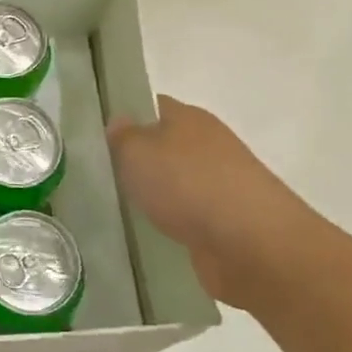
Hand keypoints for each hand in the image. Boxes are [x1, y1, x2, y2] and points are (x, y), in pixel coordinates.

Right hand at [106, 96, 319, 310]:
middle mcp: (208, 145)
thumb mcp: (138, 152)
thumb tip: (120, 121)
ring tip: (118, 209)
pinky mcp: (226, 223)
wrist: (252, 244)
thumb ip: (123, 136)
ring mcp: (221, 185)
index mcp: (190, 118)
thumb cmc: (189, 184)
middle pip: (166, 146)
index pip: (154, 106)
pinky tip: (148, 235)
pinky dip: (172, 225)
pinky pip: (189, 217)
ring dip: (156, 195)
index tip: (99, 136)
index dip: (128, 116)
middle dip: (139, 160)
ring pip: (177, 183)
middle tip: (100, 175)